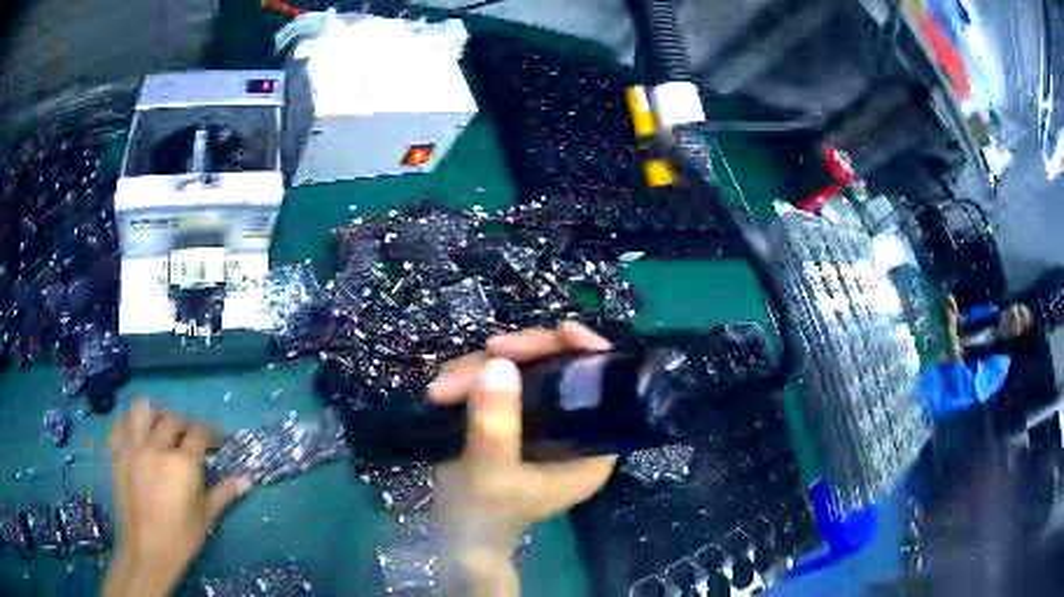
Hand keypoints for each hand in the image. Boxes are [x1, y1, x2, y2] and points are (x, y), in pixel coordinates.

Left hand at [105, 401, 251, 596]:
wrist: (147, 550)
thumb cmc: (181, 537)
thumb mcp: (206, 517)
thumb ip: (224, 494)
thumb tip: (246, 479)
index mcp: (183, 465)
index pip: (199, 433)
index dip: (211, 431)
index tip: (218, 438)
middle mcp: (157, 448)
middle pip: (173, 419)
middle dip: (185, 424)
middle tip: (191, 438)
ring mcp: (134, 448)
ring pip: (143, 410)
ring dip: (155, 414)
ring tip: (160, 428)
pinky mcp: (118, 453)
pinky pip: (121, 424)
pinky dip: (129, 422)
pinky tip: (137, 433)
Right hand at [428, 322, 617, 594]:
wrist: (456, 538)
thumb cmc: (484, 517)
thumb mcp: (491, 475)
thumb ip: (496, 425)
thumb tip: (497, 364)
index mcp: (590, 448)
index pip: (604, 388)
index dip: (589, 352)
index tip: (561, 332)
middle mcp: (571, 429)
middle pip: (560, 367)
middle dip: (520, 357)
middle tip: (485, 353)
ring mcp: (538, 421)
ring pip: (521, 369)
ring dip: (479, 369)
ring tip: (443, 389)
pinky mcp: (508, 417)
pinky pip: (493, 380)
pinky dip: (468, 379)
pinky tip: (442, 390)